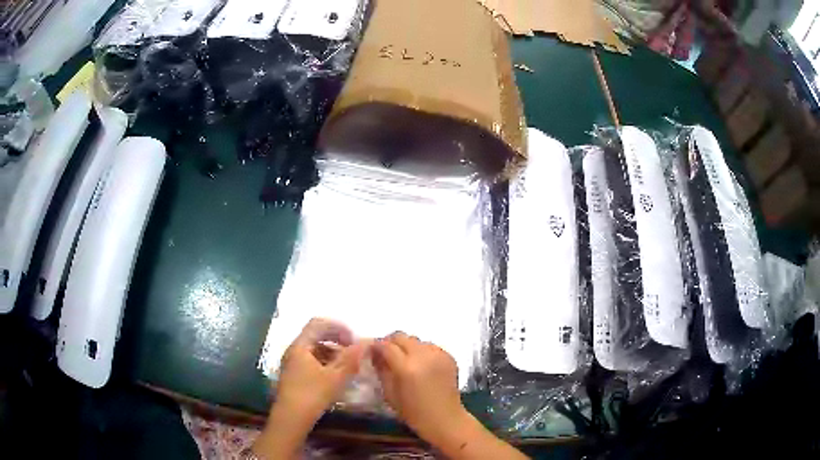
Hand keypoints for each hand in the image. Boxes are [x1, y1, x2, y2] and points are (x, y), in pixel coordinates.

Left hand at [276, 318, 366, 422]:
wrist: (291, 418)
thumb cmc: (312, 395)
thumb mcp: (335, 377)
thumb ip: (351, 358)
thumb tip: (366, 341)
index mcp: (300, 345)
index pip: (318, 323)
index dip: (338, 327)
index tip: (354, 338)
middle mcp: (294, 350)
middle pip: (315, 335)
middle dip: (336, 339)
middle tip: (353, 350)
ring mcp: (292, 362)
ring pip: (314, 349)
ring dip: (332, 351)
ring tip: (347, 364)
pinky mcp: (294, 374)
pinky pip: (311, 360)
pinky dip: (325, 362)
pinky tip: (336, 375)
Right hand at [373, 332, 470, 444]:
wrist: (445, 419)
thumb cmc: (413, 412)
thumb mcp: (389, 394)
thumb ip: (381, 370)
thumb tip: (374, 355)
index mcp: (406, 367)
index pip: (386, 346)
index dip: (376, 346)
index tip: (371, 351)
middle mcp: (423, 356)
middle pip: (402, 337)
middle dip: (391, 343)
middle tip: (387, 354)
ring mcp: (438, 354)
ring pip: (416, 340)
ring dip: (407, 346)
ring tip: (405, 360)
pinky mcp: (449, 356)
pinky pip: (430, 347)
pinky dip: (422, 351)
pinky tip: (421, 365)